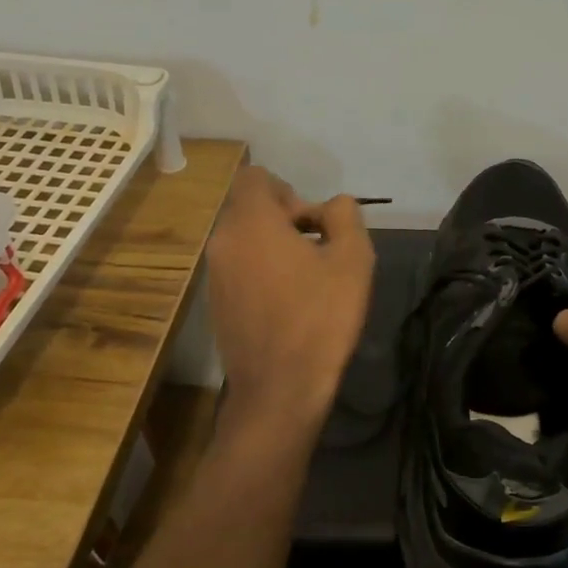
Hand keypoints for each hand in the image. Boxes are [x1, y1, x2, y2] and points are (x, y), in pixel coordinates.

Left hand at [204, 166, 375, 418]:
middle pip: (250, 208)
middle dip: (286, 219)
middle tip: (319, 251)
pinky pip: (239, 267)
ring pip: (245, 239)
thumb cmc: (321, 317)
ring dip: (275, 246)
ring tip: (308, 280)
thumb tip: (331, 206)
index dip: (290, 191)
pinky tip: (289, 303)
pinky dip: (262, 271)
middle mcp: (223, 241)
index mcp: (251, 222)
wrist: (280, 389)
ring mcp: (215, 274)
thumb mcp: (353, 259)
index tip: (313, 225)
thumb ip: (345, 215)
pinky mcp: (216, 302)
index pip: (256, 178)